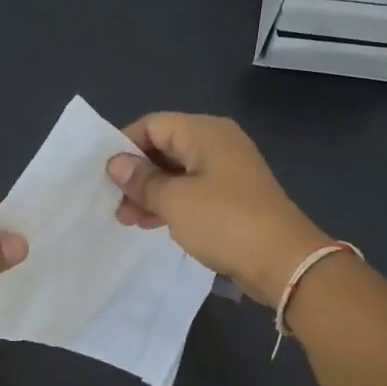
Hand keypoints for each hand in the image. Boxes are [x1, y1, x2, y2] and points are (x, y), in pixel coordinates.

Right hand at [107, 113, 331, 308]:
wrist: (283, 261)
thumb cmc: (225, 222)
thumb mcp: (175, 201)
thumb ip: (142, 180)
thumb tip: (115, 163)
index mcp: (205, 132)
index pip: (153, 124)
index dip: (124, 146)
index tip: (103, 175)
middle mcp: (217, 144)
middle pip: (164, 147)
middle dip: (136, 174)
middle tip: (113, 203)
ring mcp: (227, 172)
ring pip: (177, 173)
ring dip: (150, 193)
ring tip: (128, 220)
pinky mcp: (232, 198)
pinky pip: (192, 192)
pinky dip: (170, 204)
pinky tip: (152, 223)